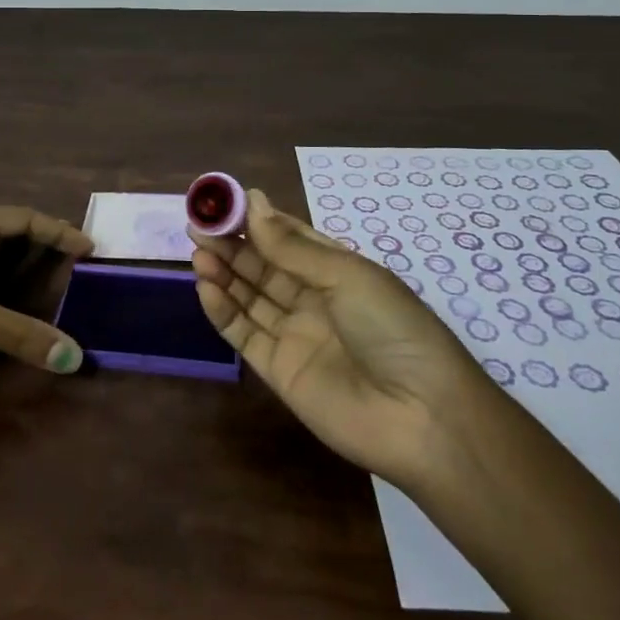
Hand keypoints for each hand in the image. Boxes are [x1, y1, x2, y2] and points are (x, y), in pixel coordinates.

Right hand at [190, 189, 479, 488]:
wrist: (422, 417)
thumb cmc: (392, 328)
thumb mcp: (346, 275)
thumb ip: (292, 247)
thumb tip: (253, 202)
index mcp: (338, 270)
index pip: (289, 237)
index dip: (256, 221)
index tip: (222, 202)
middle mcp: (314, 299)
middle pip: (264, 266)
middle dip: (232, 245)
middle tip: (197, 225)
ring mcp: (295, 335)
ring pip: (250, 296)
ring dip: (224, 273)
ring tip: (197, 252)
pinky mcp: (279, 370)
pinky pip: (245, 334)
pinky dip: (223, 311)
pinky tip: (205, 288)